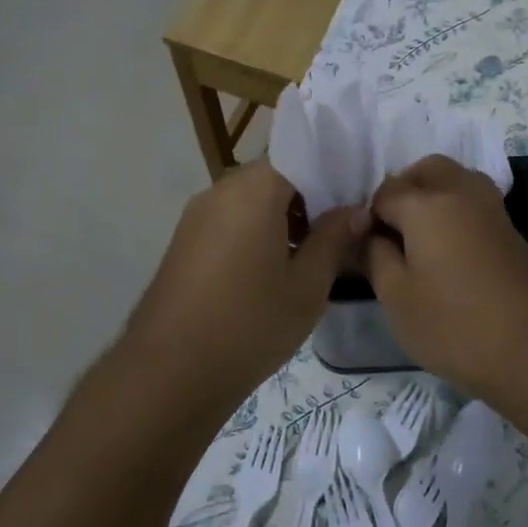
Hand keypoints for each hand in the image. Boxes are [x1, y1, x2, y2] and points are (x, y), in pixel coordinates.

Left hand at [118, 161, 367, 424]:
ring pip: (250, 199)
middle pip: (274, 176)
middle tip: (342, 227)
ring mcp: (197, 215)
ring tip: (313, 251)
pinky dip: (256, 230)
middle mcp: (221, 190)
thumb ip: (334, 239)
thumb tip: (356, 211)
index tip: (357, 196)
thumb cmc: (250, 324)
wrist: (170, 371)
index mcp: (254, 190)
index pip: (300, 155)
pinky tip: (274, 267)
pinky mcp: (185, 241)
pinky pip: (230, 220)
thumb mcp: (307, 286)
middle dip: (309, 196)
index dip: (332, 172)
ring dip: (282, 215)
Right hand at [367, 156, 527, 396]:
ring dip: (431, 197)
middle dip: (402, 191)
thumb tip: (370, 236)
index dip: (367, 219)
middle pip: (426, 170)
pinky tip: (446, 252)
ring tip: (417, 242)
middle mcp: (461, 192)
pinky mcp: (511, 231)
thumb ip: (375, 257)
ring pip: (454, 181)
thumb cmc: (455, 325)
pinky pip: (473, 203)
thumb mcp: (397, 298)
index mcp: (427, 203)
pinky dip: (454, 213)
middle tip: (389, 233)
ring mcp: (492, 210)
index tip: (362, 250)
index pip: (384, 193)